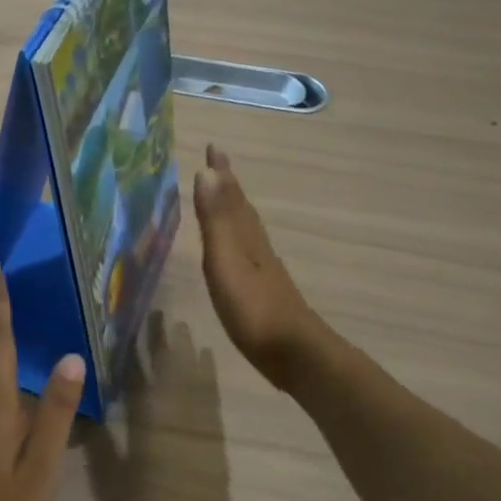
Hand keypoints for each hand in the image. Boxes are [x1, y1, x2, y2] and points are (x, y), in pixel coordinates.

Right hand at [194, 145, 327, 391]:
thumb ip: (216, 221)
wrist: (294, 353)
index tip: (213, 147)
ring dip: (233, 210)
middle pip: (241, 209)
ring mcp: (263, 270)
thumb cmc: (253, 309)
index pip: (232, 196)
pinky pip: (247, 251)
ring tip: (222, 199)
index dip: (222, 173)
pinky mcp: (264, 291)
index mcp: (246, 237)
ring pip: (246, 229)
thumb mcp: (226, 262)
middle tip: (216, 164)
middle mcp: (257, 247)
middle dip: (228, 186)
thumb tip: (207, 172)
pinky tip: (237, 251)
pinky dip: (237, 239)